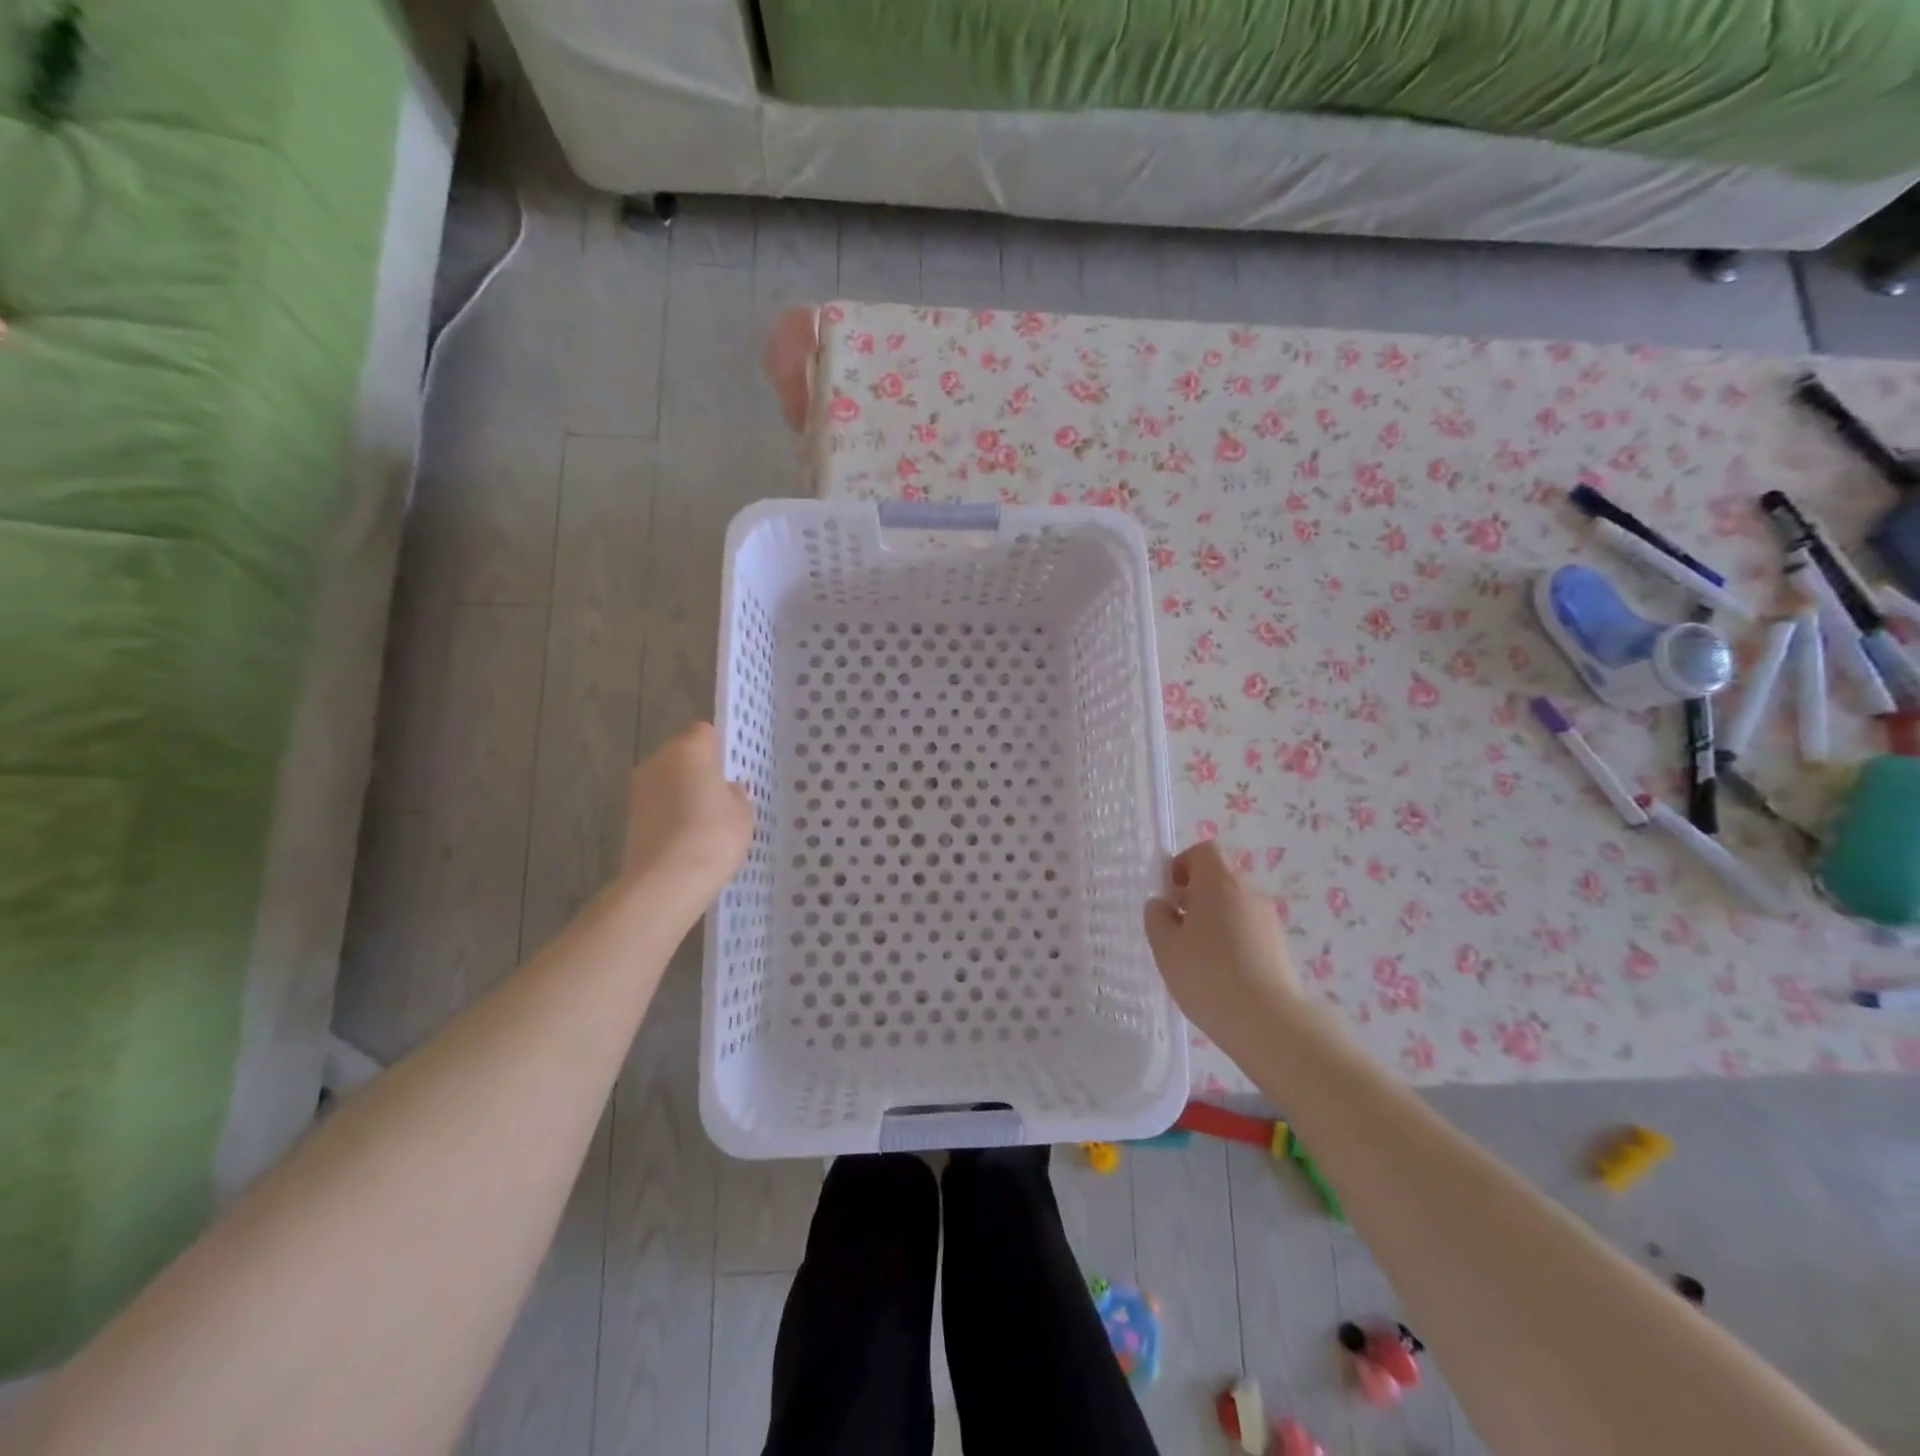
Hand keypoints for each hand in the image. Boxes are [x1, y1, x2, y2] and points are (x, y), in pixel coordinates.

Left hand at [620, 723, 753, 908]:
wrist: (666, 882)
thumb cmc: (713, 836)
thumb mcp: (743, 815)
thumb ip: (736, 795)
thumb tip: (727, 790)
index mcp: (689, 751)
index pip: (704, 733)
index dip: (718, 748)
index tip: (730, 770)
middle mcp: (657, 762)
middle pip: (681, 755)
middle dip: (698, 771)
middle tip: (720, 796)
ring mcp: (638, 790)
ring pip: (666, 781)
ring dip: (681, 794)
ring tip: (703, 822)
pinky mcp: (628, 818)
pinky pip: (656, 806)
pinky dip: (669, 815)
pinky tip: (686, 839)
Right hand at [1145, 842, 1299, 1058]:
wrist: (1269, 1023)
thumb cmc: (1208, 976)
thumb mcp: (1165, 947)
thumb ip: (1157, 918)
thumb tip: (1163, 905)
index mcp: (1219, 883)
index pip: (1204, 851)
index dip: (1182, 864)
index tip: (1169, 893)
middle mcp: (1248, 893)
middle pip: (1219, 879)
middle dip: (1195, 896)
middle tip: (1176, 929)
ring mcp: (1269, 921)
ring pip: (1234, 907)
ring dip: (1213, 921)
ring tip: (1196, 958)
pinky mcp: (1280, 948)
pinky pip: (1248, 931)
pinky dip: (1231, 942)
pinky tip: (1219, 975)